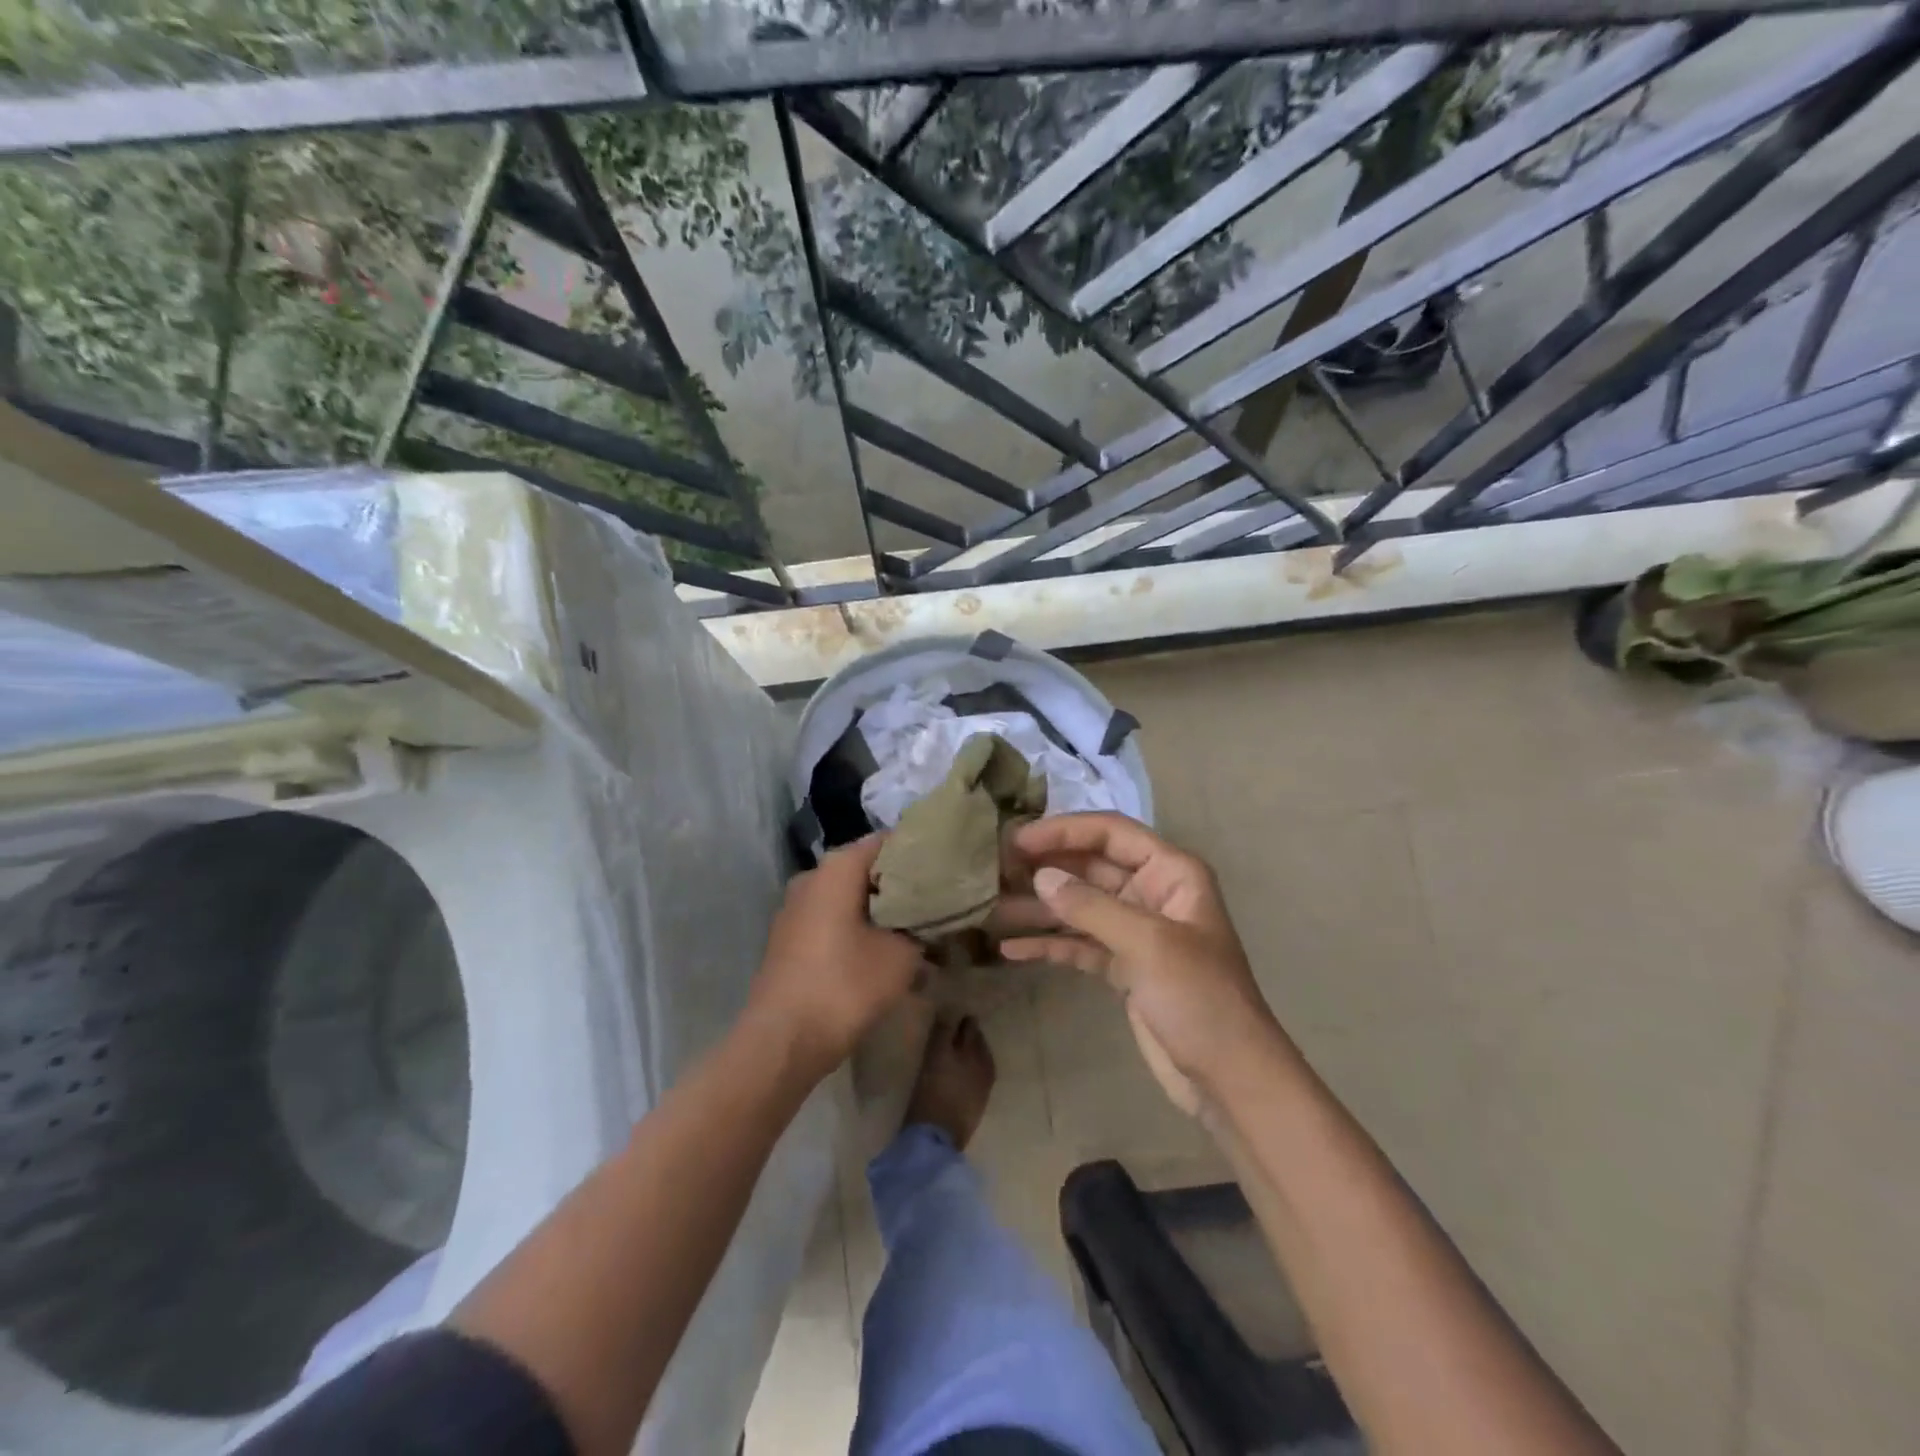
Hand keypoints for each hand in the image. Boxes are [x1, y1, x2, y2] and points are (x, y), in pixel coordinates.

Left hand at [750, 835, 925, 1074]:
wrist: (782, 1041)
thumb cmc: (845, 986)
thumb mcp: (901, 956)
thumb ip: (920, 928)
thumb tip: (927, 920)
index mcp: (837, 868)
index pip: (886, 842)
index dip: (917, 852)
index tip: (945, 868)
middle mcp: (812, 877)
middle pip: (865, 869)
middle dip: (899, 884)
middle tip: (935, 901)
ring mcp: (794, 908)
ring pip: (847, 896)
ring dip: (878, 909)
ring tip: (914, 928)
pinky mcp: (788, 938)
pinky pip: (830, 919)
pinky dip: (856, 928)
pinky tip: (880, 951)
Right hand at [1000, 813, 1279, 1113]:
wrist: (1230, 1078)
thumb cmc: (1200, 998)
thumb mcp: (1148, 944)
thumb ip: (1091, 907)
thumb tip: (1040, 877)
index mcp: (1171, 873)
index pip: (1111, 833)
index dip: (1064, 831)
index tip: (1017, 840)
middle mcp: (1151, 893)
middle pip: (1090, 867)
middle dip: (1045, 868)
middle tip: (994, 871)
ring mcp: (1136, 931)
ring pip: (1080, 906)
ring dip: (1039, 907)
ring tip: (991, 908)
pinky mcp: (1123, 966)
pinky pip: (1079, 944)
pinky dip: (1049, 944)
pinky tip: (1011, 949)